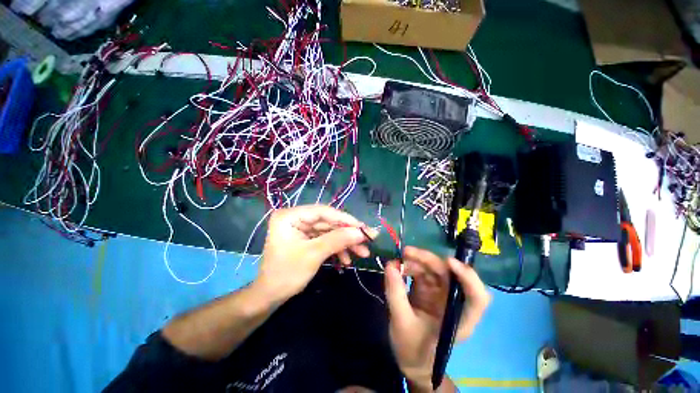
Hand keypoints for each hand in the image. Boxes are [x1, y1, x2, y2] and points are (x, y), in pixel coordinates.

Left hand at [256, 205, 375, 302]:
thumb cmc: (286, 274)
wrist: (270, 297)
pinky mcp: (306, 239)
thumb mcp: (314, 254)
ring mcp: (302, 229)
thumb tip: (362, 232)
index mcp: (290, 216)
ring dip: (345, 243)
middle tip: (368, 241)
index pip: (323, 212)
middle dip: (348, 234)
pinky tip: (346, 260)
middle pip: (328, 222)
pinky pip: (325, 239)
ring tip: (362, 254)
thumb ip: (338, 240)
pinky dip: (337, 249)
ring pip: (329, 232)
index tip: (364, 228)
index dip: (345, 219)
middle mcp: (296, 218)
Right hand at [384, 247, 490, 389]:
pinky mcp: (429, 291)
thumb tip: (389, 265)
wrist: (410, 360)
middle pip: (449, 275)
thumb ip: (395, 293)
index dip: (468, 278)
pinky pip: (422, 272)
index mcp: (458, 320)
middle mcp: (454, 303)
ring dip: (417, 261)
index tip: (449, 262)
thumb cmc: (412, 349)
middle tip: (406, 252)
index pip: (476, 298)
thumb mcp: (401, 322)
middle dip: (428, 260)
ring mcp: (441, 295)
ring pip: (434, 270)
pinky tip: (399, 267)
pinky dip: (411, 267)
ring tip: (398, 261)